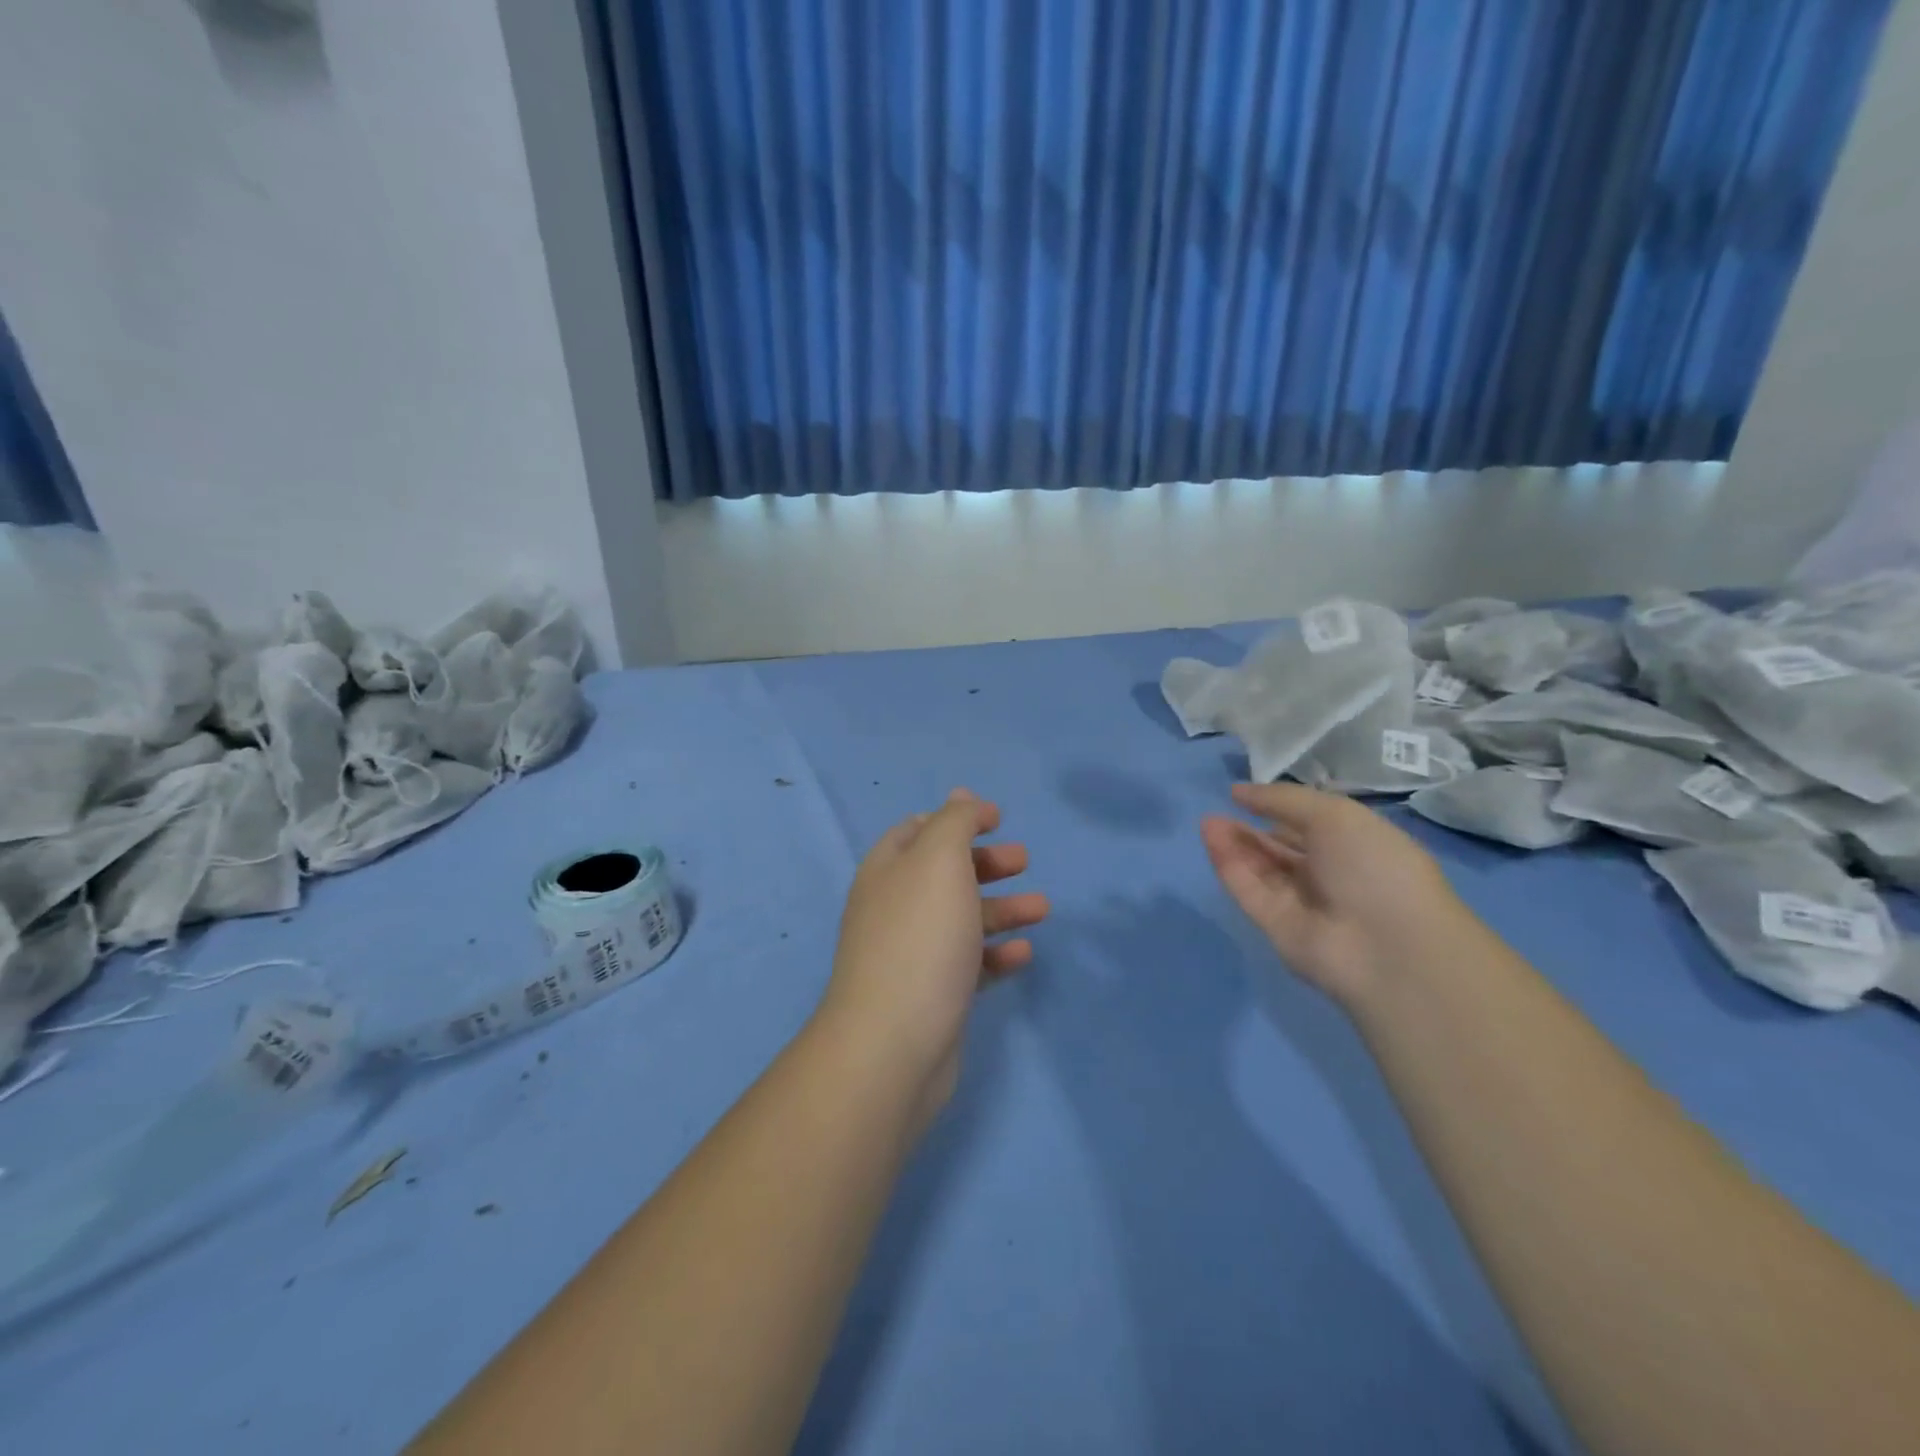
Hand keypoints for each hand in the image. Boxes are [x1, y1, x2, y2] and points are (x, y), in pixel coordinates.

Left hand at [817, 789, 1047, 1123]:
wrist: (893, 1044)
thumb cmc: (921, 937)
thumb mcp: (940, 861)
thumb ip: (954, 823)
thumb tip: (961, 795)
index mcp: (888, 870)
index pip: (918, 829)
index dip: (957, 819)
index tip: (998, 819)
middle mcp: (894, 907)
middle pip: (944, 874)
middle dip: (986, 863)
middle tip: (1024, 860)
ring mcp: (911, 954)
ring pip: (961, 919)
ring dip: (1002, 909)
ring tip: (1043, 908)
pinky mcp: (932, 995)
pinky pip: (968, 964)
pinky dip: (995, 955)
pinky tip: (1023, 955)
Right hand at [1201, 782, 1470, 1007]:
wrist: (1388, 947)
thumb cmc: (1375, 867)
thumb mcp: (1334, 815)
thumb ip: (1282, 800)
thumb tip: (1238, 791)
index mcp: (1357, 846)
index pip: (1311, 824)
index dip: (1279, 808)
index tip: (1245, 794)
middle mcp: (1330, 875)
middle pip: (1281, 848)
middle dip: (1251, 828)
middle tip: (1218, 809)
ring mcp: (1302, 903)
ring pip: (1260, 868)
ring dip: (1235, 843)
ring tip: (1208, 821)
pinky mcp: (1276, 927)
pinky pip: (1249, 890)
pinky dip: (1229, 865)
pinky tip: (1211, 837)